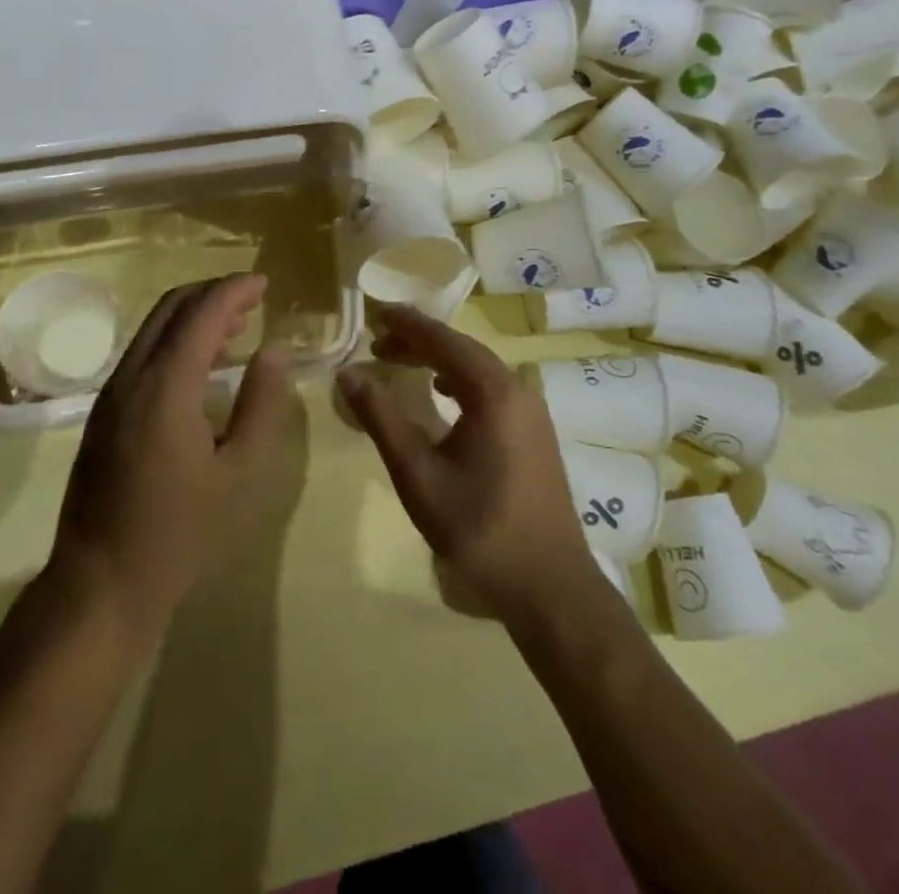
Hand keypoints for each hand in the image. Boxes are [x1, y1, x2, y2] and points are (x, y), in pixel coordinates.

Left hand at [51, 274, 298, 643]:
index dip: (234, 290)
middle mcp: (131, 377)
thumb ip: (262, 407)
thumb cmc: (179, 534)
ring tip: (236, 328)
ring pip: (153, 329)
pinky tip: (201, 368)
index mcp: (165, 386)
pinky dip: (175, 342)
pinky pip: (142, 355)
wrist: (99, 583)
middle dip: (212, 294)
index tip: (265, 283)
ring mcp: (111, 394)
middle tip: (253, 300)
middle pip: (170, 308)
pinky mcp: (104, 413)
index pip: (201, 313)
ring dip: (193, 317)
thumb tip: (273, 353)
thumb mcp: (240, 475)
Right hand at [336, 306, 597, 622]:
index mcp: (492, 392)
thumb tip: (348, 373)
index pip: (442, 340)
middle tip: (378, 341)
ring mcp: (531, 411)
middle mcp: (517, 389)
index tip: (375, 312)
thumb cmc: (479, 528)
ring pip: (478, 367)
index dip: (406, 323)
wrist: (551, 587)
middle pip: (462, 348)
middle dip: (419, 339)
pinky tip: (442, 392)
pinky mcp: (535, 432)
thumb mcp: (417, 474)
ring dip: (439, 358)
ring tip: (400, 360)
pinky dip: (459, 378)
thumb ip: (381, 418)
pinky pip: (491, 386)